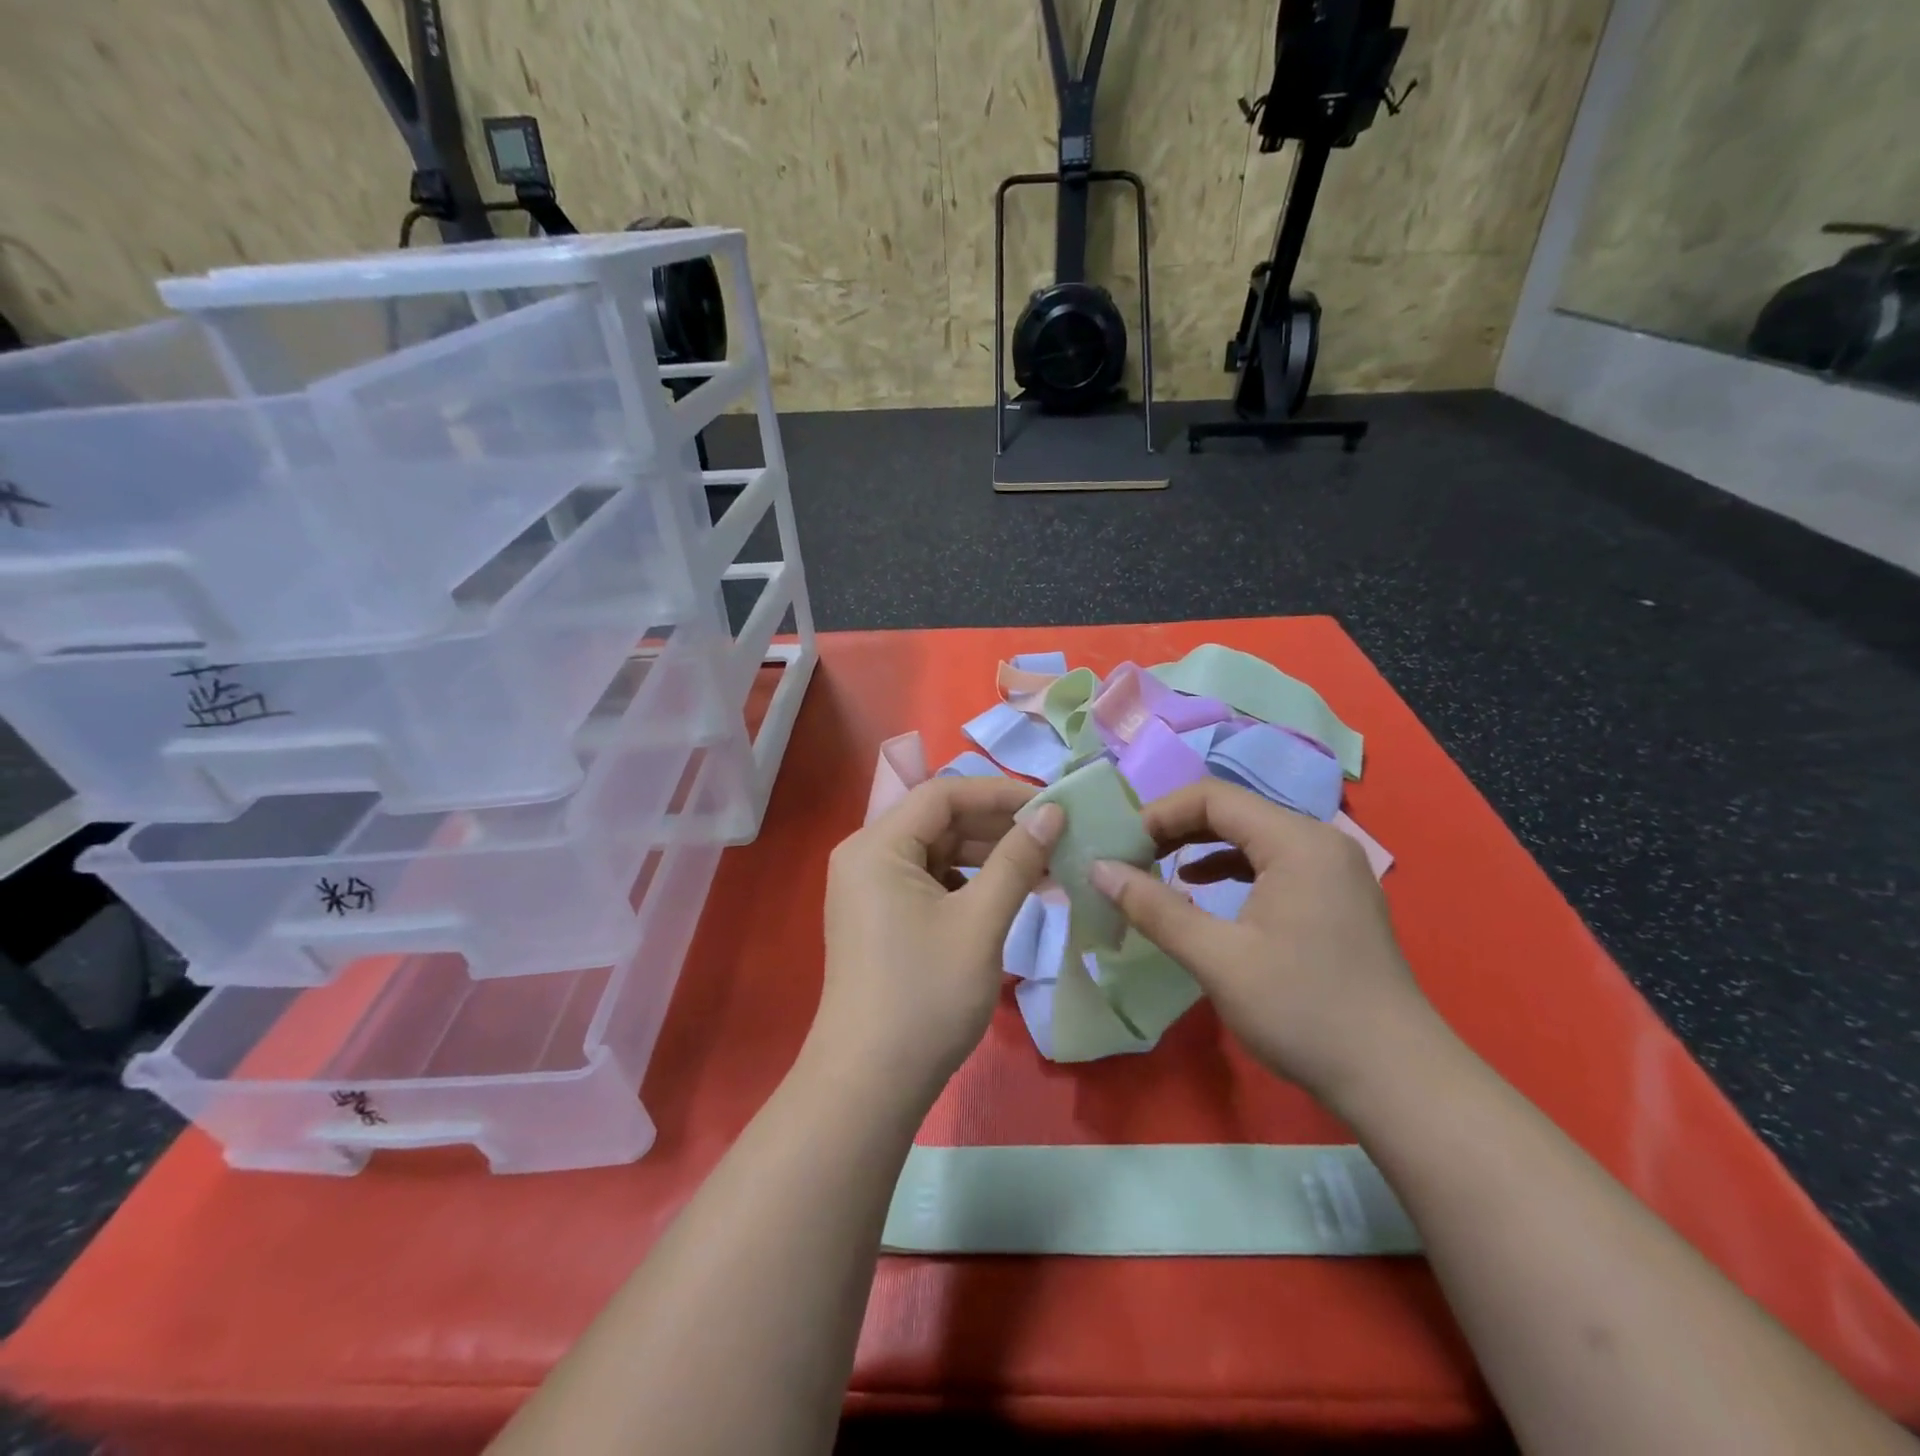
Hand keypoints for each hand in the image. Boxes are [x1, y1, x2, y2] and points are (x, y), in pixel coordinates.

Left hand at [814, 776, 1064, 1105]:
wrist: (870, 1084)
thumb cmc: (926, 996)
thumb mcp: (980, 921)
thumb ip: (1017, 860)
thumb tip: (1053, 812)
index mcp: (877, 845)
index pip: (944, 794)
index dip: (1001, 793)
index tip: (1052, 807)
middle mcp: (865, 855)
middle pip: (938, 820)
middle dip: (997, 826)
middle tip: (1055, 837)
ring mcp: (869, 888)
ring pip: (936, 851)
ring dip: (987, 855)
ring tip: (1042, 866)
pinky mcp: (880, 916)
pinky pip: (928, 880)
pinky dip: (968, 881)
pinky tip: (1008, 894)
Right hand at [1088, 779, 1434, 1108]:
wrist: (1397, 1079)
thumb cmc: (1302, 1010)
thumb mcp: (1217, 958)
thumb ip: (1154, 907)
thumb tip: (1098, 869)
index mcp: (1296, 841)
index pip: (1213, 797)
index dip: (1159, 814)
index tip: (1121, 847)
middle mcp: (1319, 841)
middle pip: (1234, 811)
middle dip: (1177, 829)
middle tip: (1132, 858)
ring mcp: (1334, 870)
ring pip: (1254, 837)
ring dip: (1202, 848)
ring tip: (1159, 870)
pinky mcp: (1337, 898)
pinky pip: (1274, 862)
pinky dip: (1232, 869)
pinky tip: (1205, 892)